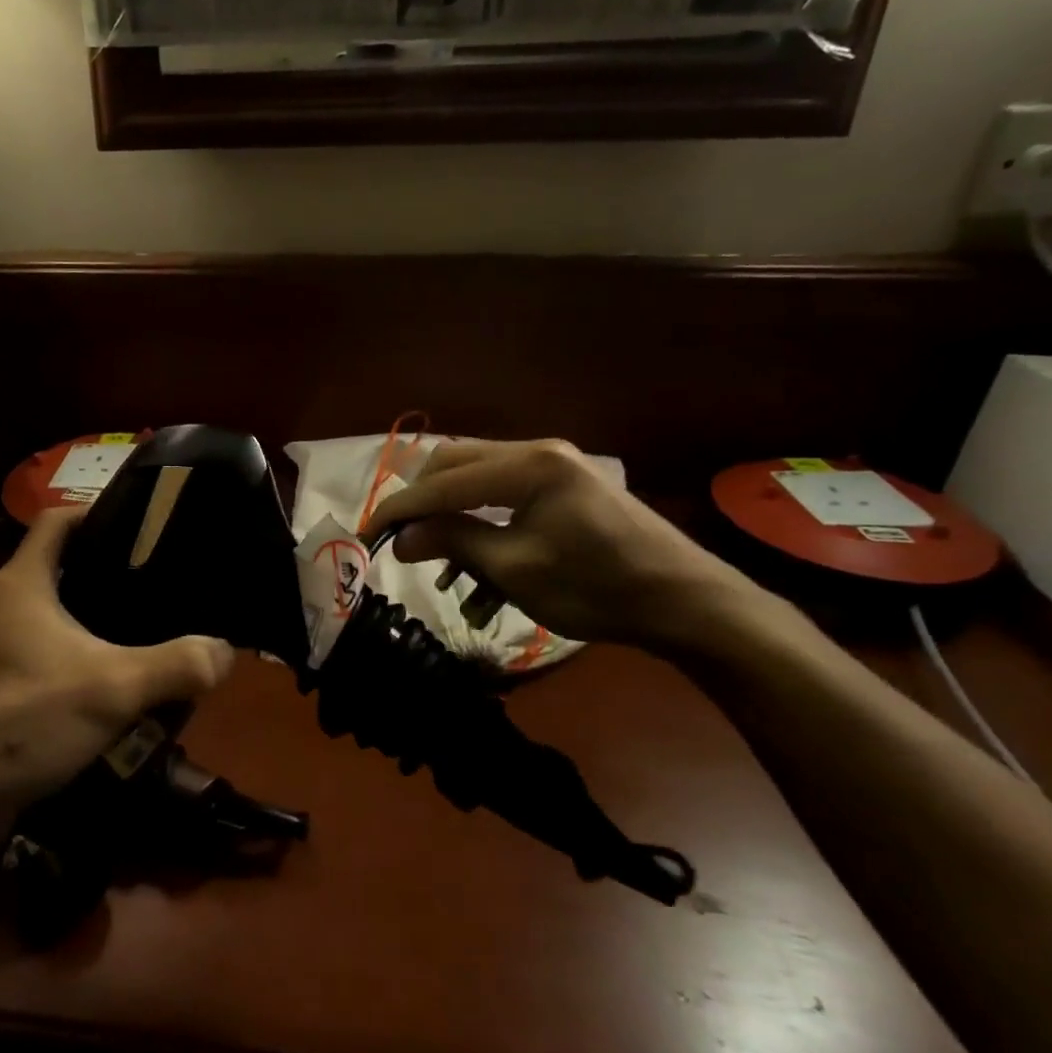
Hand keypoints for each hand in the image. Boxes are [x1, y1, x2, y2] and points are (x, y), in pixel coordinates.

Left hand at [0, 509, 235, 849]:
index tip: (144, 524)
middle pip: (59, 567)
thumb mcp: (111, 690)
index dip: (98, 512)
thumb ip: (175, 666)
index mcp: (22, 583)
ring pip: (50, 615)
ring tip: (144, 630)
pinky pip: (40, 655)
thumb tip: (225, 651)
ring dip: (91, 620)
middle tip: (159, 583)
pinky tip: (109, 683)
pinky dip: (73, 658)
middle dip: (107, 572)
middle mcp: (0, 604)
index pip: (58, 519)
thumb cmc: (20, 720)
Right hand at [365, 439, 763, 654]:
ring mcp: (553, 463)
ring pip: (476, 475)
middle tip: (402, 539)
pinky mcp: (563, 482)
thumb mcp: (515, 571)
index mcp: (527, 465)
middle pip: (454, 463)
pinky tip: (476, 560)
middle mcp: (536, 450)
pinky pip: (502, 489)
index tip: (366, 534)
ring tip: (439, 558)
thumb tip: (401, 537)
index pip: (443, 481)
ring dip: (450, 511)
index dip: (399, 508)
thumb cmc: (597, 588)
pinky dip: (480, 517)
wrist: (685, 601)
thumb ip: (454, 542)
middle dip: (422, 501)